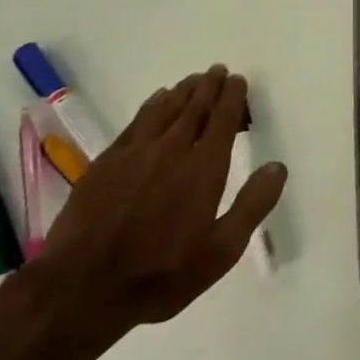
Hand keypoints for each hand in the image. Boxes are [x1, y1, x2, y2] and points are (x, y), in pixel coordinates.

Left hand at [23, 67, 286, 350]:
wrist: (82, 288)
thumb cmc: (161, 274)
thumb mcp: (221, 250)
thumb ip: (252, 205)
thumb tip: (277, 166)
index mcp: (203, 169)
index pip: (222, 121)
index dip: (232, 98)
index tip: (239, 81)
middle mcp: (171, 151)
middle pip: (194, 108)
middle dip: (209, 87)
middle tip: (218, 71)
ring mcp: (134, 154)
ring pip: (164, 110)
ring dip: (182, 92)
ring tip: (193, 80)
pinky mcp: (106, 163)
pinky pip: (136, 122)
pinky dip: (151, 106)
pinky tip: (156, 101)